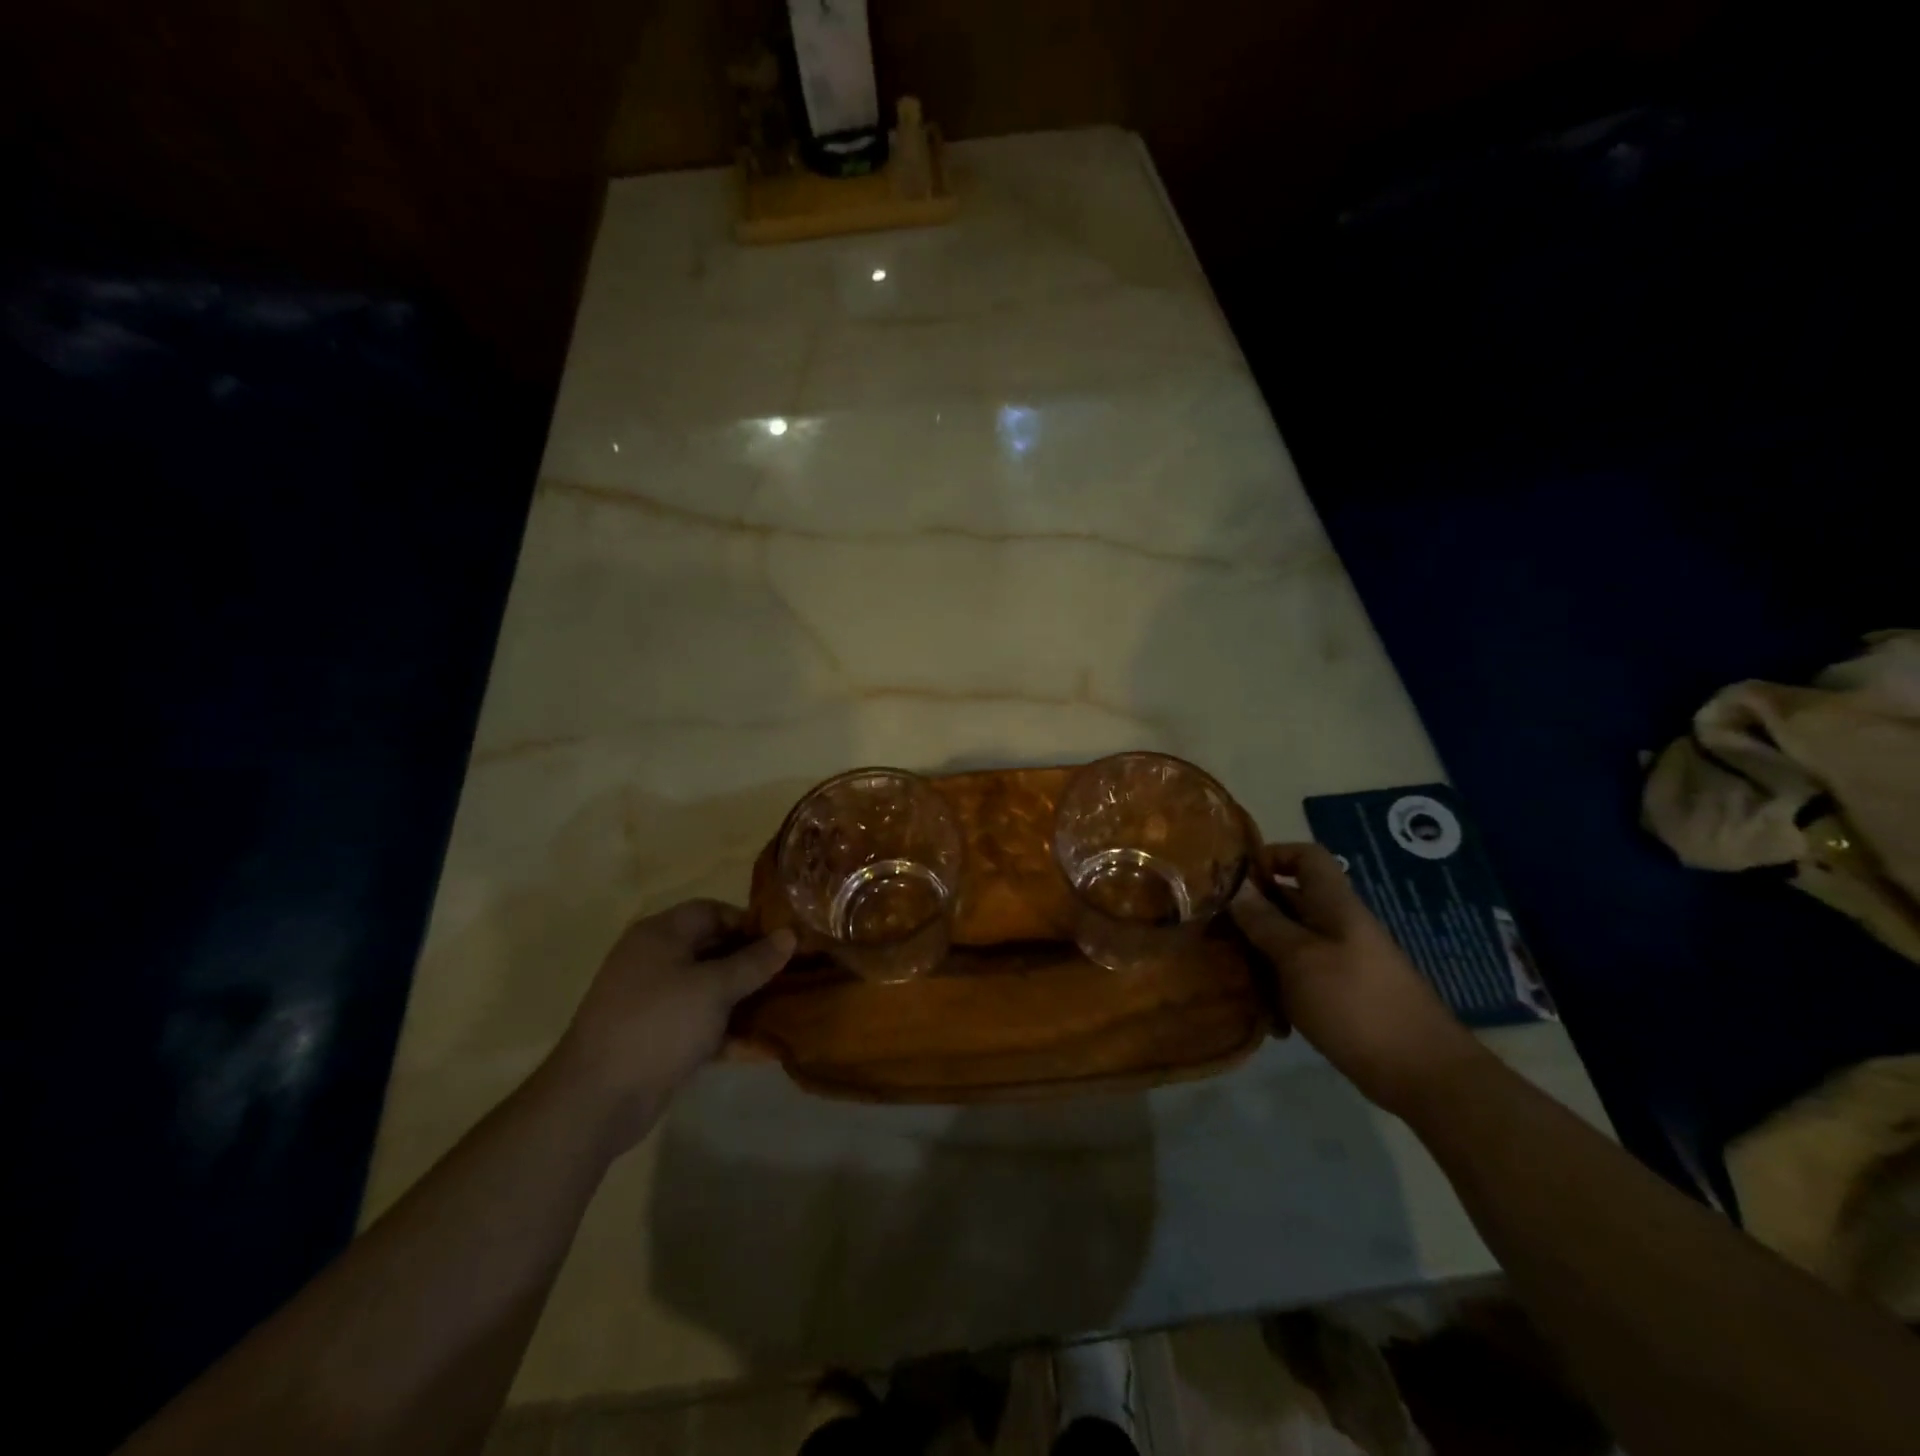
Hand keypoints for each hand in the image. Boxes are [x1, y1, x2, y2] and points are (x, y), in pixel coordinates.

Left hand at [547, 900, 794, 1150]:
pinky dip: (726, 1030)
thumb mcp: (714, 988)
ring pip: (709, 989)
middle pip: (712, 950)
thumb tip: (790, 935)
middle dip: (752, 963)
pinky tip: (761, 1046)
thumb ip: (754, 961)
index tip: (783, 943)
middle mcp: (654, 960)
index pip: (712, 911)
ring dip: (743, 999)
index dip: (749, 923)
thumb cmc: (659, 1024)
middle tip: (790, 976)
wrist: (596, 1099)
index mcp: (661, 934)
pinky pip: (699, 1023)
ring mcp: (653, 1000)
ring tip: (784, 1009)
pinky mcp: (656, 1037)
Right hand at [1230, 843, 1486, 1114]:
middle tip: (1214, 929)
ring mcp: (1342, 962)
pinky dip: (1279, 989)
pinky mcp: (1342, 995)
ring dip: (1260, 955)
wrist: (1423, 1074)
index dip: (1271, 856)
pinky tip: (1264, 1015)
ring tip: (1229, 973)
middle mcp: (1339, 926)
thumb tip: (1236, 885)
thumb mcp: (1299, 958)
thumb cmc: (1356, 1004)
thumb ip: (1265, 921)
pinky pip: (1300, 977)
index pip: (1306, 857)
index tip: (1236, 879)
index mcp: (1335, 905)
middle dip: (1252, 912)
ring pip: (1290, 942)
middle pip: (1290, 900)